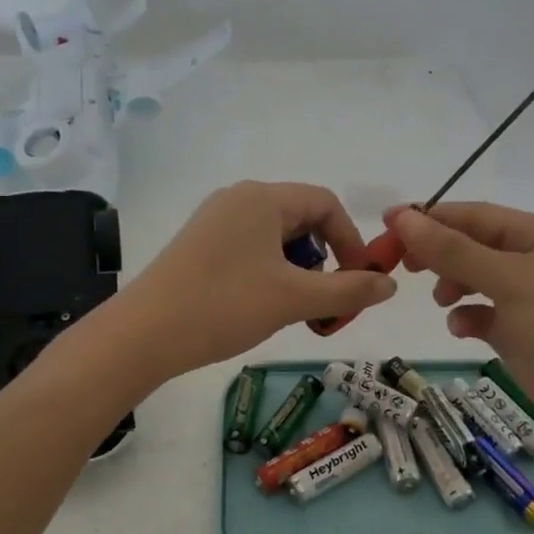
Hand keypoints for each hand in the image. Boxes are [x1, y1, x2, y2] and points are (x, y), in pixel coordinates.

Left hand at [112, 181, 396, 379]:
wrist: (143, 335)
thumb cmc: (224, 306)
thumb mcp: (294, 299)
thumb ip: (348, 290)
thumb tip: (390, 285)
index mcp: (262, 198)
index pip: (326, 203)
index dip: (351, 240)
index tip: (359, 280)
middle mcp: (238, 199)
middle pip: (301, 219)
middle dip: (324, 259)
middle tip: (327, 301)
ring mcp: (215, 221)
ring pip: (276, 238)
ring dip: (299, 271)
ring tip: (297, 309)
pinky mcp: (200, 245)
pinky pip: (251, 250)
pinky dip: (272, 274)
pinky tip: (264, 306)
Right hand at [385, 201, 533, 445]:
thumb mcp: (508, 280)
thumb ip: (453, 250)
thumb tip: (403, 218)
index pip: (478, 216)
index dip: (432, 218)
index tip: (388, 223)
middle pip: (476, 246)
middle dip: (440, 254)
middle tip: (401, 264)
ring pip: (479, 280)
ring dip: (454, 285)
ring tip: (440, 299)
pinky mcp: (527, 333)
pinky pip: (487, 315)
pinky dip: (469, 317)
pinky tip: (462, 328)